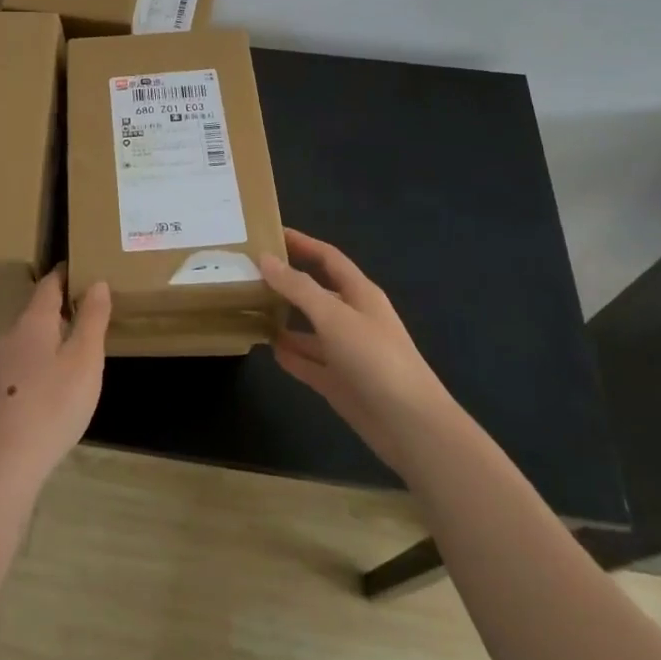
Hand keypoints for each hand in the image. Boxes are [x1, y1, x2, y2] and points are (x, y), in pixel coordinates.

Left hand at [0, 272, 110, 494]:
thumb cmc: (52, 405)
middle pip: (37, 311)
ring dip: (51, 338)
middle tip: (90, 312)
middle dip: (61, 309)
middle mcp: (10, 335)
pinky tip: (53, 384)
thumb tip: (97, 282)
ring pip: (29, 339)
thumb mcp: (85, 360)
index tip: (83, 269)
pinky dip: (40, 362)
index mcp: (33, 321)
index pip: (49, 284)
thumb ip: (92, 319)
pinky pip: (22, 363)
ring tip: (77, 349)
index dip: (66, 275)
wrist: (2, 465)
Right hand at [260, 228, 452, 475]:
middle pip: (316, 292)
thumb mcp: (333, 316)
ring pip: (310, 329)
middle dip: (287, 282)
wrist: (411, 426)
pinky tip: (268, 347)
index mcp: (360, 294)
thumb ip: (298, 287)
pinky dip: (291, 354)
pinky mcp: (340, 382)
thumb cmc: (375, 358)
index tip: (270, 233)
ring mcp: (347, 352)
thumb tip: (265, 258)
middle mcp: (353, 318)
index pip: (328, 258)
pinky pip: (309, 362)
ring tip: (249, 308)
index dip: (302, 243)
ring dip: (284, 319)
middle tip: (250, 272)